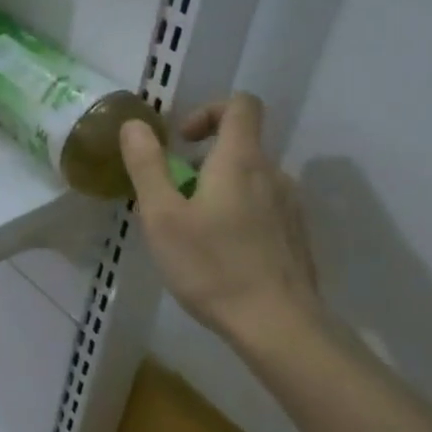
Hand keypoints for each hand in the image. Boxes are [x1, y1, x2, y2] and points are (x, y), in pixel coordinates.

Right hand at [120, 93, 324, 353]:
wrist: (279, 326)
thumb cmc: (213, 266)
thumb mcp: (162, 216)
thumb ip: (147, 165)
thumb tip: (135, 125)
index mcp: (241, 160)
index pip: (241, 104)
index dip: (208, 109)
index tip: (182, 140)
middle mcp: (273, 174)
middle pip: (240, 145)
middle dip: (202, 162)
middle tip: (172, 198)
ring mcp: (290, 207)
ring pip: (249, 180)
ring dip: (218, 190)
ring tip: (191, 232)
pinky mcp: (296, 237)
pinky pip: (262, 209)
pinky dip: (237, 215)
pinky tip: (219, 255)